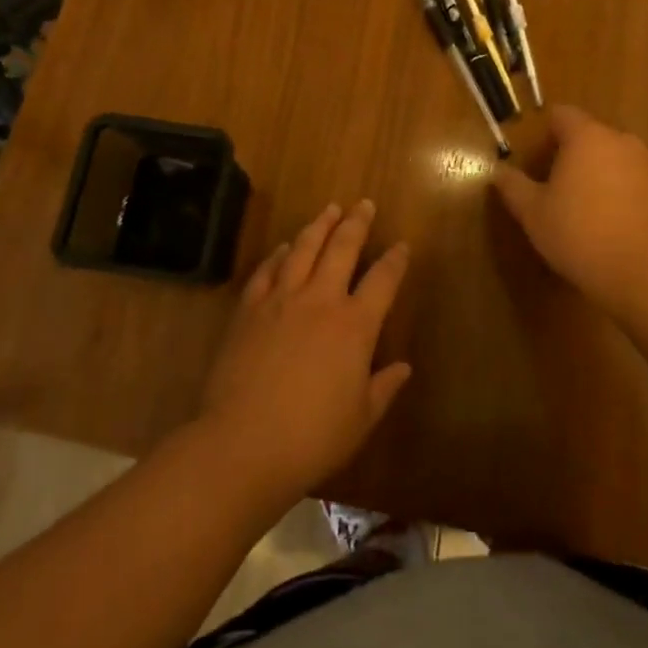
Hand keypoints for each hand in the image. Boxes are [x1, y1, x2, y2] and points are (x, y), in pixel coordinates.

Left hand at [199, 200, 411, 506]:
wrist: (242, 444)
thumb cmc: (311, 438)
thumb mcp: (360, 420)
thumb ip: (384, 388)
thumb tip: (404, 367)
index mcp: (355, 325)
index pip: (383, 281)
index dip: (395, 261)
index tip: (402, 245)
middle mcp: (320, 301)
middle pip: (342, 248)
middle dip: (356, 223)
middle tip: (364, 204)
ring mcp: (281, 300)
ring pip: (304, 249)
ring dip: (319, 226)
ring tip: (329, 209)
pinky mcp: (249, 310)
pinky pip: (266, 271)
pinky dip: (278, 254)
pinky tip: (283, 247)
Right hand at [492, 106, 647, 316]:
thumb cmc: (583, 238)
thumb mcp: (535, 215)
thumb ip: (514, 187)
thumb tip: (499, 171)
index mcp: (587, 137)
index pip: (561, 115)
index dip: (544, 133)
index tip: (534, 160)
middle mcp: (622, 141)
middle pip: (589, 136)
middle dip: (570, 156)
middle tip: (553, 189)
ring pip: (614, 158)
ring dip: (597, 175)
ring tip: (583, 211)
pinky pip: (635, 180)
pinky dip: (621, 193)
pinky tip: (612, 226)